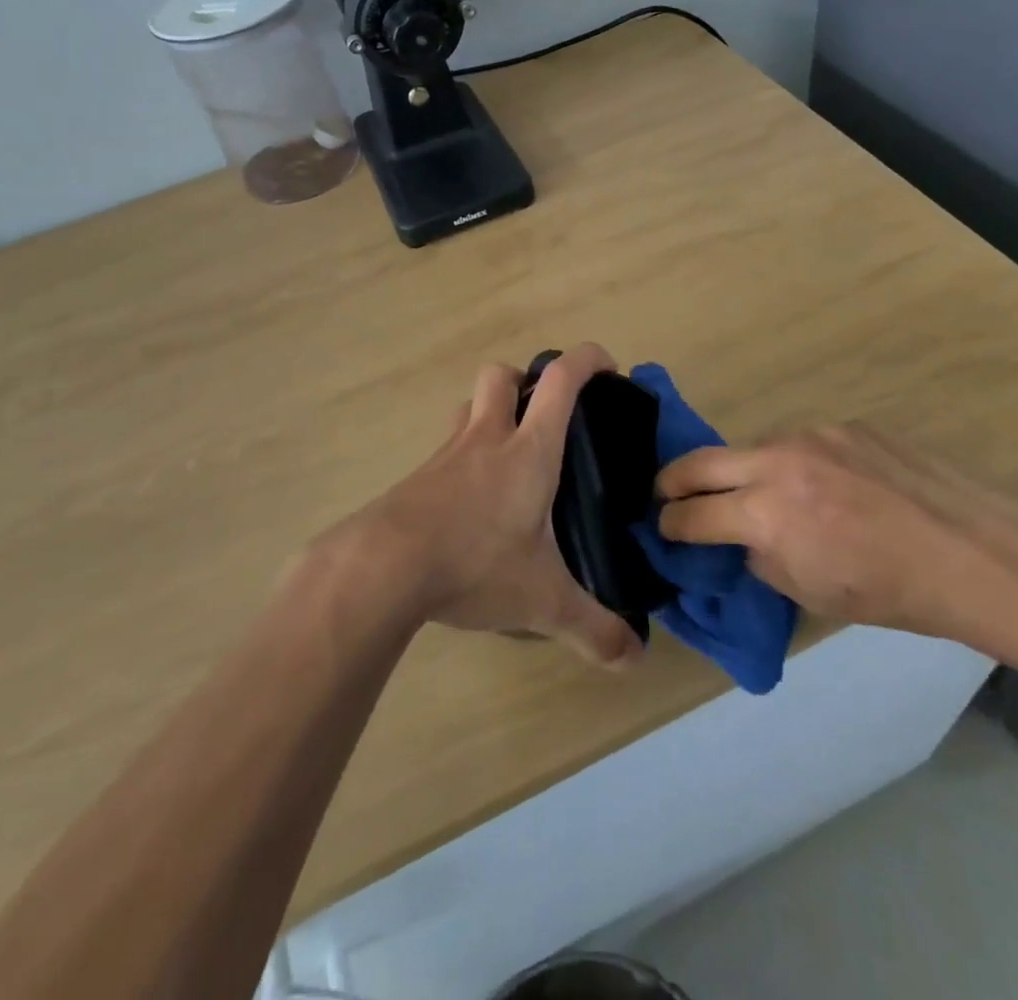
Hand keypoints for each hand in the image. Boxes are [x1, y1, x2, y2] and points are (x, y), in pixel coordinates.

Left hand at [338, 343, 642, 668]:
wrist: (383, 567)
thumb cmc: (474, 564)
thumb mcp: (542, 601)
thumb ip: (592, 628)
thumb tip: (634, 658)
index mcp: (529, 450)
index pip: (560, 380)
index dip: (586, 359)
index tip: (607, 366)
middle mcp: (487, 438)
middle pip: (502, 375)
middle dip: (526, 379)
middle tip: (546, 415)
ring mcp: (447, 454)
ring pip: (470, 406)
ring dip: (491, 412)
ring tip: (510, 454)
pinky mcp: (418, 477)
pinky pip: (447, 448)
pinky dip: (465, 456)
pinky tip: (471, 501)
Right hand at [655, 422, 1017, 640]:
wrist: (972, 554)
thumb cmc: (890, 592)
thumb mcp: (809, 592)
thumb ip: (760, 556)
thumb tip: (741, 539)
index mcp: (767, 513)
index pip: (693, 514)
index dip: (671, 524)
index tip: (663, 527)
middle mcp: (778, 462)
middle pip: (700, 461)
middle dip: (674, 480)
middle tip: (666, 494)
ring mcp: (812, 436)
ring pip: (753, 448)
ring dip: (742, 472)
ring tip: (763, 496)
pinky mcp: (844, 425)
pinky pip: (800, 443)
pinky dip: (794, 465)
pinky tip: (825, 486)